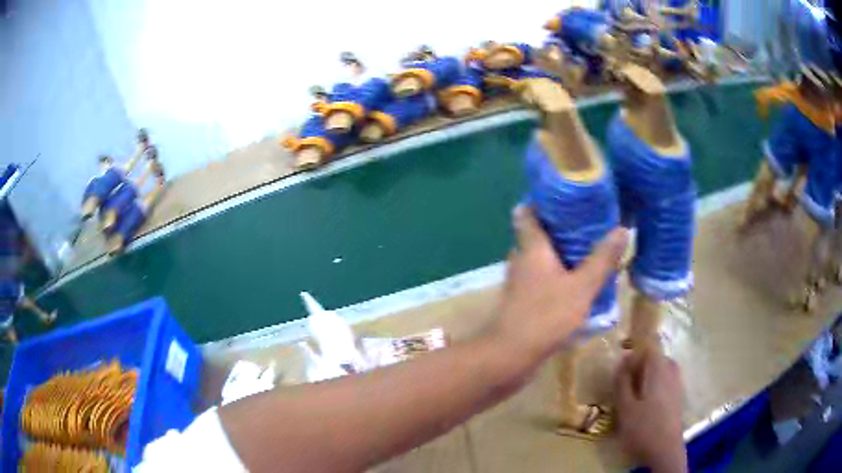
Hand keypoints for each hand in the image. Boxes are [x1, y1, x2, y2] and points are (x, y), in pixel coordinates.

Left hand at [491, 206, 626, 363]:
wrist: (510, 356)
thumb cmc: (546, 316)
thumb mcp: (581, 287)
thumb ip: (602, 259)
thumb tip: (622, 229)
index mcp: (531, 248)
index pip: (526, 212)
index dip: (542, 201)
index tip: (566, 196)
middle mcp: (521, 260)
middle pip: (536, 235)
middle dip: (560, 228)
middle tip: (588, 223)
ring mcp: (519, 283)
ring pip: (540, 260)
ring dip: (561, 255)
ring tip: (589, 251)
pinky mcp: (522, 302)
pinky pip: (542, 281)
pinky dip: (557, 277)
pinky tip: (578, 284)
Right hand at [615, 348, 686, 472]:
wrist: (665, 450)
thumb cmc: (643, 428)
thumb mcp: (625, 407)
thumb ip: (622, 381)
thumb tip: (622, 359)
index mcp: (659, 368)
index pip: (649, 344)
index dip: (635, 348)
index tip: (621, 362)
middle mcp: (671, 370)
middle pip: (655, 357)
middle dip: (639, 365)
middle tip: (624, 382)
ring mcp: (677, 382)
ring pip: (660, 369)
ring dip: (646, 376)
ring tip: (633, 395)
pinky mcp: (678, 395)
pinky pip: (665, 380)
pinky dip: (654, 385)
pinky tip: (645, 404)